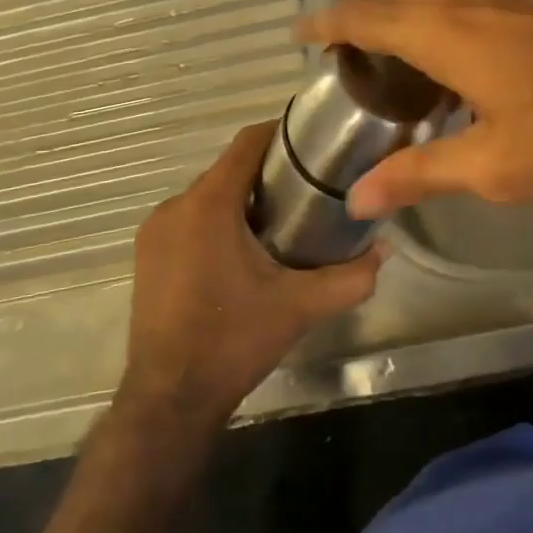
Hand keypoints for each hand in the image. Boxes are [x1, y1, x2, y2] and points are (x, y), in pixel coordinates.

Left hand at [120, 121, 380, 426]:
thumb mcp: (301, 307)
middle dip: (268, 171)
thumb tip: (386, 249)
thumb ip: (350, 277)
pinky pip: (189, 219)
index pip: (246, 144)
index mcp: (208, 205)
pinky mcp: (147, 255)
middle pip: (228, 169)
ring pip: (207, 195)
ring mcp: (154, 232)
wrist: (170, 398)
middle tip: (310, 187)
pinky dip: (218, 219)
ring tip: (285, 217)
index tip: (314, 140)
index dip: (280, 133)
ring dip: (242, 197)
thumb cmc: (234, 340)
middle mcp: (174, 207)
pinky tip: (245, 249)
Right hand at [295, 0, 532, 216]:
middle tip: (363, 70)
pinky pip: (476, 2)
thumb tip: (359, 198)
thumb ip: (419, 174)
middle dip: (371, 22)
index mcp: (446, 33)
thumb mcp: (491, 165)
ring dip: (415, 23)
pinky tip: (473, 73)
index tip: (300, 32)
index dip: (326, 22)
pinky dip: (452, 25)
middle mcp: (472, 1)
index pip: (364, 15)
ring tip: (414, 77)